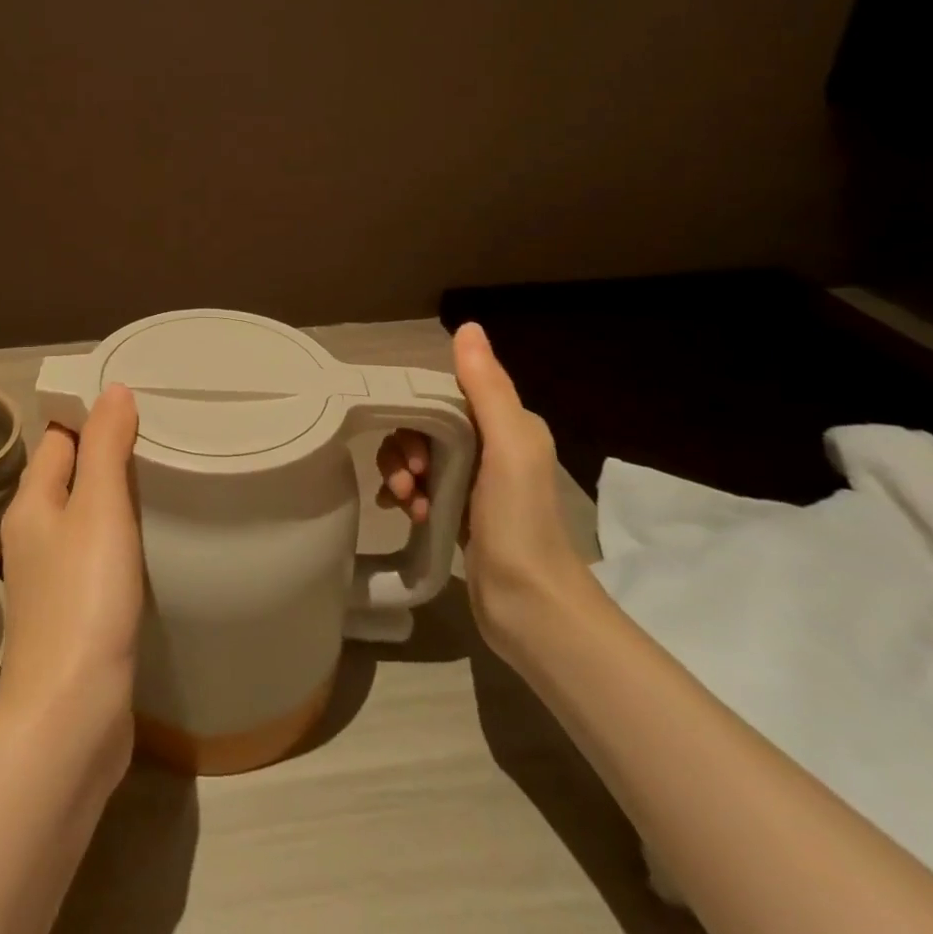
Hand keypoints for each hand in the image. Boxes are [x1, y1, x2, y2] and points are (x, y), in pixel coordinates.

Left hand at [0, 384, 143, 782]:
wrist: (70, 716)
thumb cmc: (84, 598)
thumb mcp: (99, 509)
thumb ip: (105, 446)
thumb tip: (112, 389)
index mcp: (32, 503)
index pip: (57, 438)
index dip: (89, 416)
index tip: (135, 404)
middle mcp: (33, 534)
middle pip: (68, 475)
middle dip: (105, 454)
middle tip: (159, 438)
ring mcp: (50, 577)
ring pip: (82, 518)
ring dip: (112, 499)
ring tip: (160, 481)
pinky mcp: (72, 613)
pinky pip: (94, 555)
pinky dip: (117, 538)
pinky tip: (147, 543)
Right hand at [376, 323, 589, 652]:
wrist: (530, 607)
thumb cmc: (519, 521)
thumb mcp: (508, 446)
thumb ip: (486, 387)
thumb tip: (468, 326)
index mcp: (507, 425)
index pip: (445, 395)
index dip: (417, 412)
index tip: (412, 448)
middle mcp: (492, 447)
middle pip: (425, 426)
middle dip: (405, 449)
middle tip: (409, 480)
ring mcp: (473, 482)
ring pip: (418, 456)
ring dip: (402, 474)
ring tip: (407, 503)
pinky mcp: (457, 512)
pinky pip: (419, 487)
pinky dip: (406, 495)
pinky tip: (405, 514)